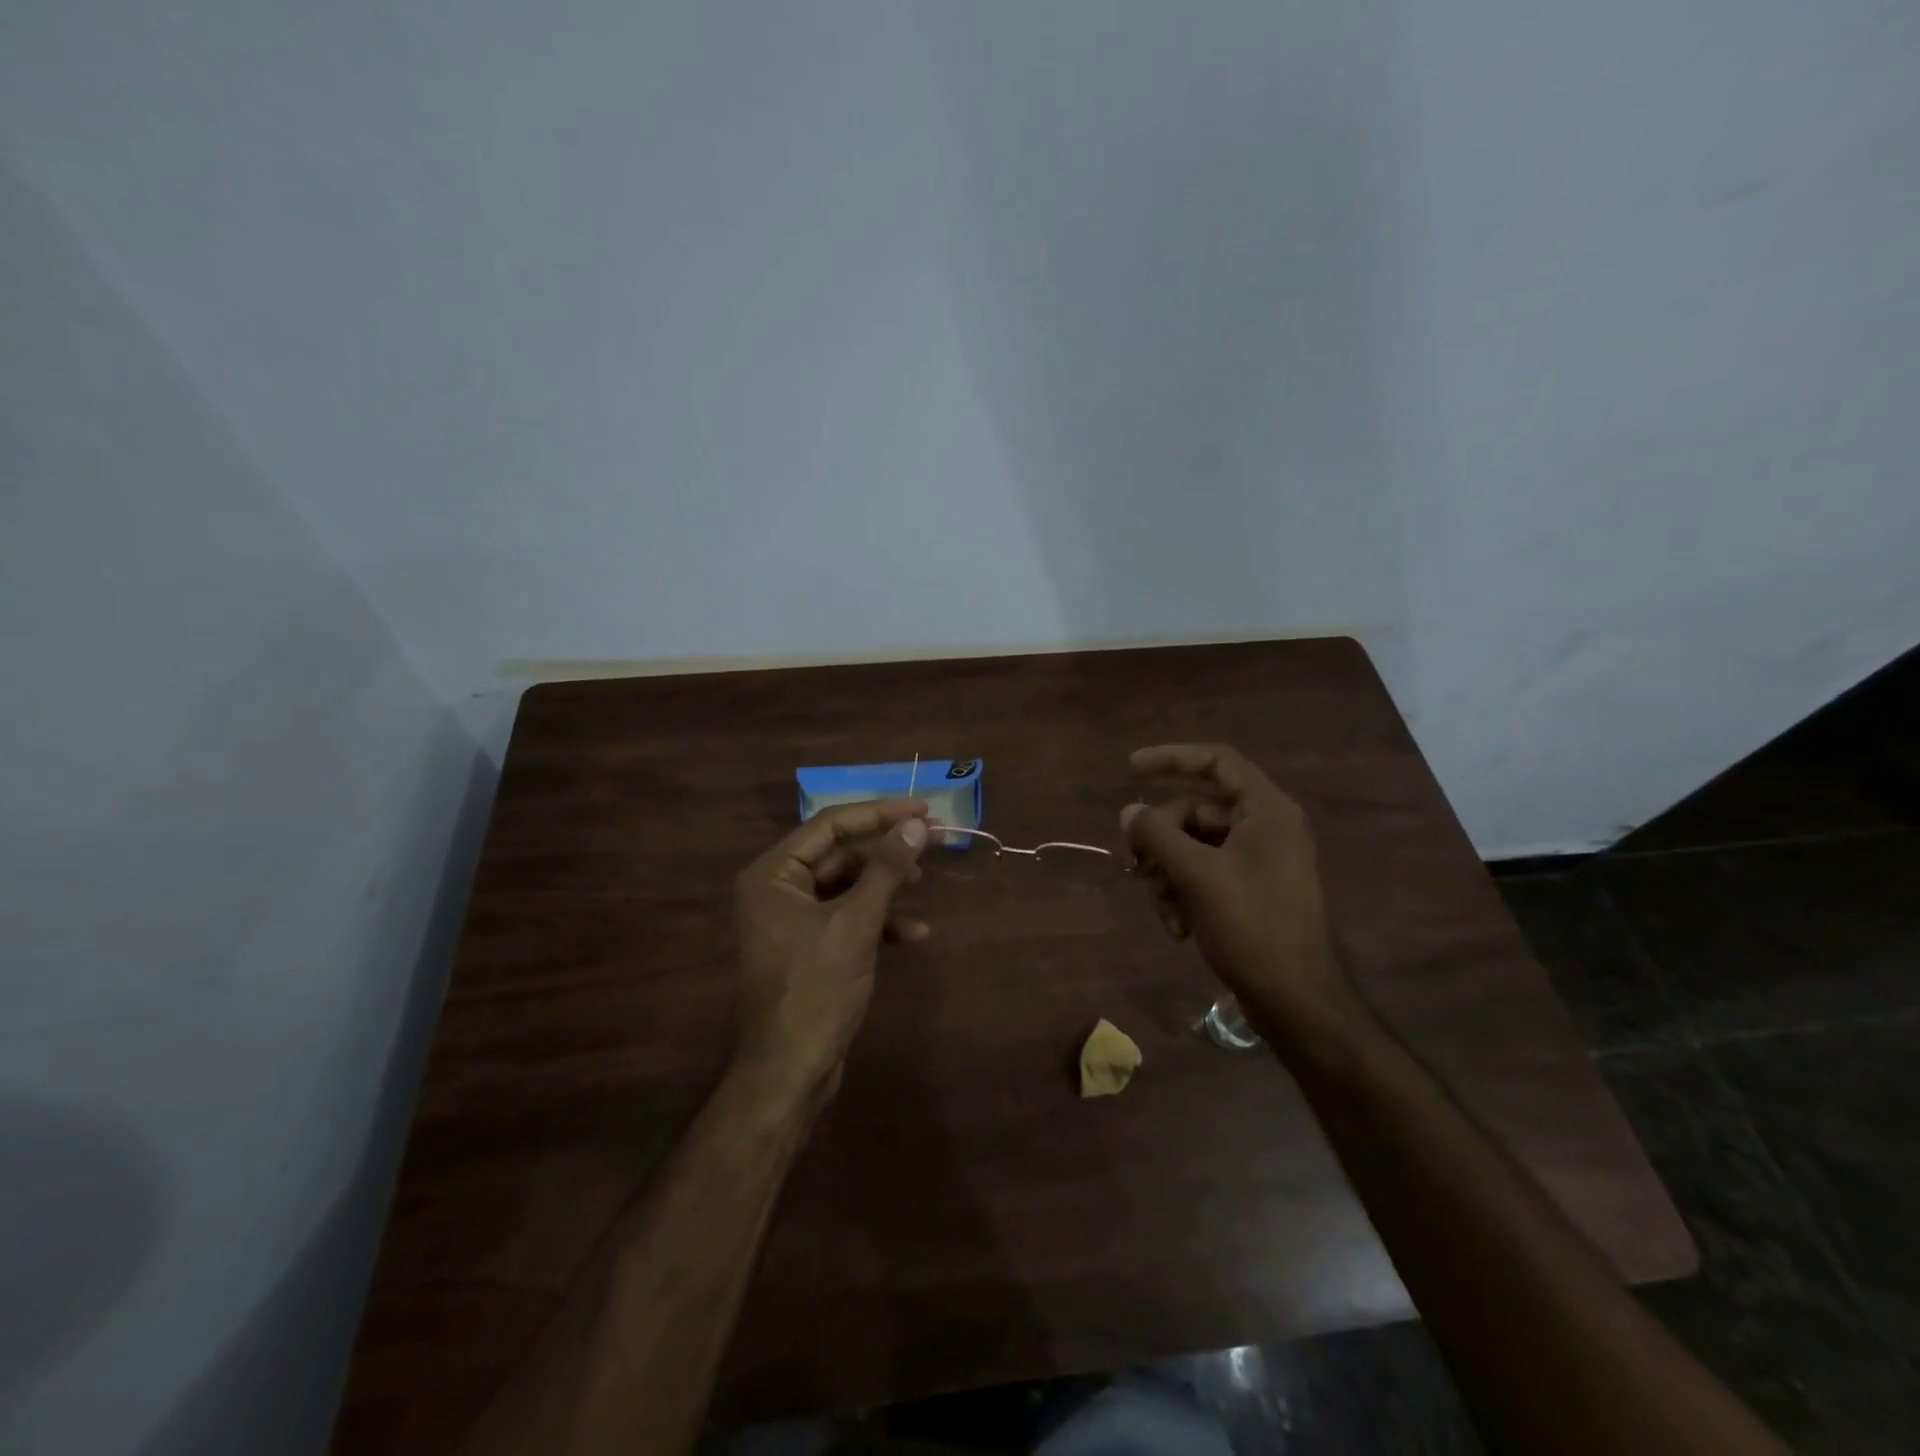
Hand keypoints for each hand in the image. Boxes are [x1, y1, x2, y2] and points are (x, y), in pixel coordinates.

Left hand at [733, 799, 930, 1100]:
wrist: (790, 1071)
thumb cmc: (816, 990)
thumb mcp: (856, 923)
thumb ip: (886, 870)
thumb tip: (916, 825)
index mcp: (772, 875)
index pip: (830, 825)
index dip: (879, 814)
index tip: (922, 810)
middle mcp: (777, 889)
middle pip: (839, 853)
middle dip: (886, 851)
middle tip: (933, 840)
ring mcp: (792, 919)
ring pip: (846, 885)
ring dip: (885, 886)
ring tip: (923, 883)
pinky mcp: (810, 946)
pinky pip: (847, 917)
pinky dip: (878, 921)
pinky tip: (914, 934)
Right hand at [1121, 744, 1348, 1023]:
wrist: (1295, 1000)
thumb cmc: (1251, 926)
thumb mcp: (1196, 875)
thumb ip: (1157, 835)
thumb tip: (1128, 812)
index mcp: (1267, 810)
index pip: (1217, 761)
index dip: (1172, 758)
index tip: (1131, 768)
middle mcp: (1266, 827)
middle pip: (1196, 810)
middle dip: (1161, 839)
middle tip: (1134, 866)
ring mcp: (1259, 861)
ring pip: (1195, 846)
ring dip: (1169, 872)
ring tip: (1162, 907)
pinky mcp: (1251, 891)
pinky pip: (1205, 873)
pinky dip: (1184, 892)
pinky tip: (1178, 926)